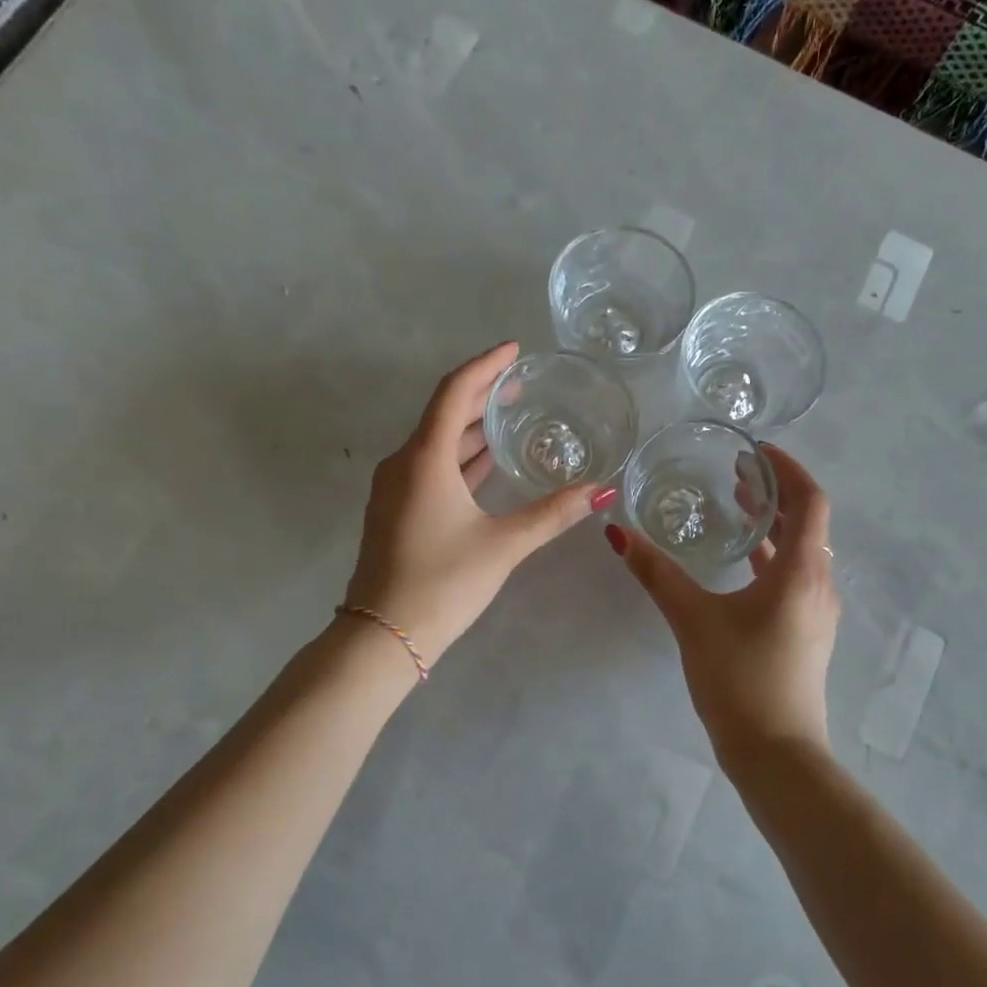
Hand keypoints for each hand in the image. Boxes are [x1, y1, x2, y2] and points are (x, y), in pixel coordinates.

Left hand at [345, 342, 611, 663]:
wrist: (383, 636)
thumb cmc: (443, 582)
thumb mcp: (504, 545)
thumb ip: (554, 513)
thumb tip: (603, 491)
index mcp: (425, 458)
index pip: (455, 392)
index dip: (486, 366)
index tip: (515, 351)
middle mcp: (404, 463)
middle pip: (444, 413)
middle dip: (482, 394)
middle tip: (521, 384)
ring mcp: (395, 488)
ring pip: (437, 443)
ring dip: (471, 427)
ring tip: (510, 417)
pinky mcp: (396, 510)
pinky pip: (431, 467)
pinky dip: (460, 457)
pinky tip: (486, 463)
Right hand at [609, 443, 839, 752]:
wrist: (775, 753)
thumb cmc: (740, 679)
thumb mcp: (693, 620)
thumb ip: (656, 574)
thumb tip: (617, 533)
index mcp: (801, 572)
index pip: (809, 500)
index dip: (787, 468)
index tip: (755, 451)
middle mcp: (818, 584)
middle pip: (807, 521)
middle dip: (775, 491)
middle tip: (737, 471)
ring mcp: (816, 610)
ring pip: (801, 549)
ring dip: (773, 522)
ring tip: (736, 503)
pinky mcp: (805, 630)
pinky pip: (794, 575)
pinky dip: (771, 554)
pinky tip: (741, 558)